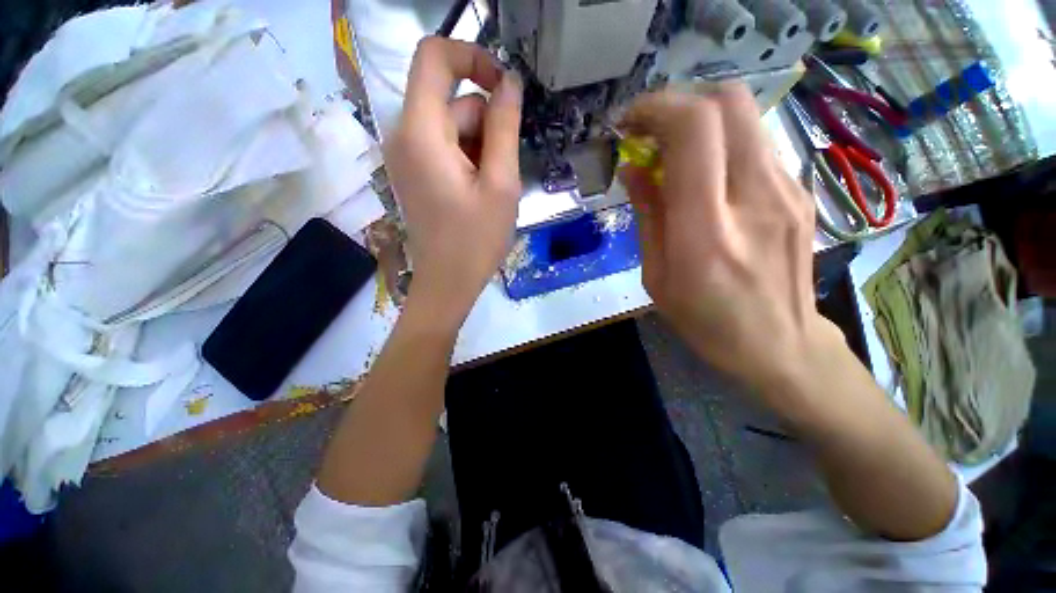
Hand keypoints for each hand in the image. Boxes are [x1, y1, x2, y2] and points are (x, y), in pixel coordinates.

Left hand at [384, 37, 522, 328]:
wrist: (448, 283)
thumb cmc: (476, 240)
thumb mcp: (501, 184)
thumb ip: (504, 127)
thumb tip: (509, 82)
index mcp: (421, 133)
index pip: (434, 56)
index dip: (472, 56)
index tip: (504, 86)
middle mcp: (404, 135)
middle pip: (450, 100)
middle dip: (485, 126)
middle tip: (502, 171)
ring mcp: (406, 155)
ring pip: (451, 125)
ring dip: (480, 148)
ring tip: (491, 189)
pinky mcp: (414, 171)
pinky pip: (444, 145)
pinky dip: (468, 159)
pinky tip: (479, 191)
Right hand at [619, 85, 839, 392]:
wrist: (780, 344)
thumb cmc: (706, 320)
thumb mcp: (657, 276)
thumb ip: (648, 215)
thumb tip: (634, 168)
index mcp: (707, 231)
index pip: (694, 130)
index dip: (657, 109)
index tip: (629, 123)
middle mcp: (756, 197)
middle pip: (728, 101)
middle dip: (678, 101)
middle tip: (648, 130)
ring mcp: (787, 190)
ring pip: (744, 116)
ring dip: (698, 121)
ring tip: (671, 153)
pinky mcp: (799, 191)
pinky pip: (753, 144)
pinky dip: (719, 143)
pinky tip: (703, 173)